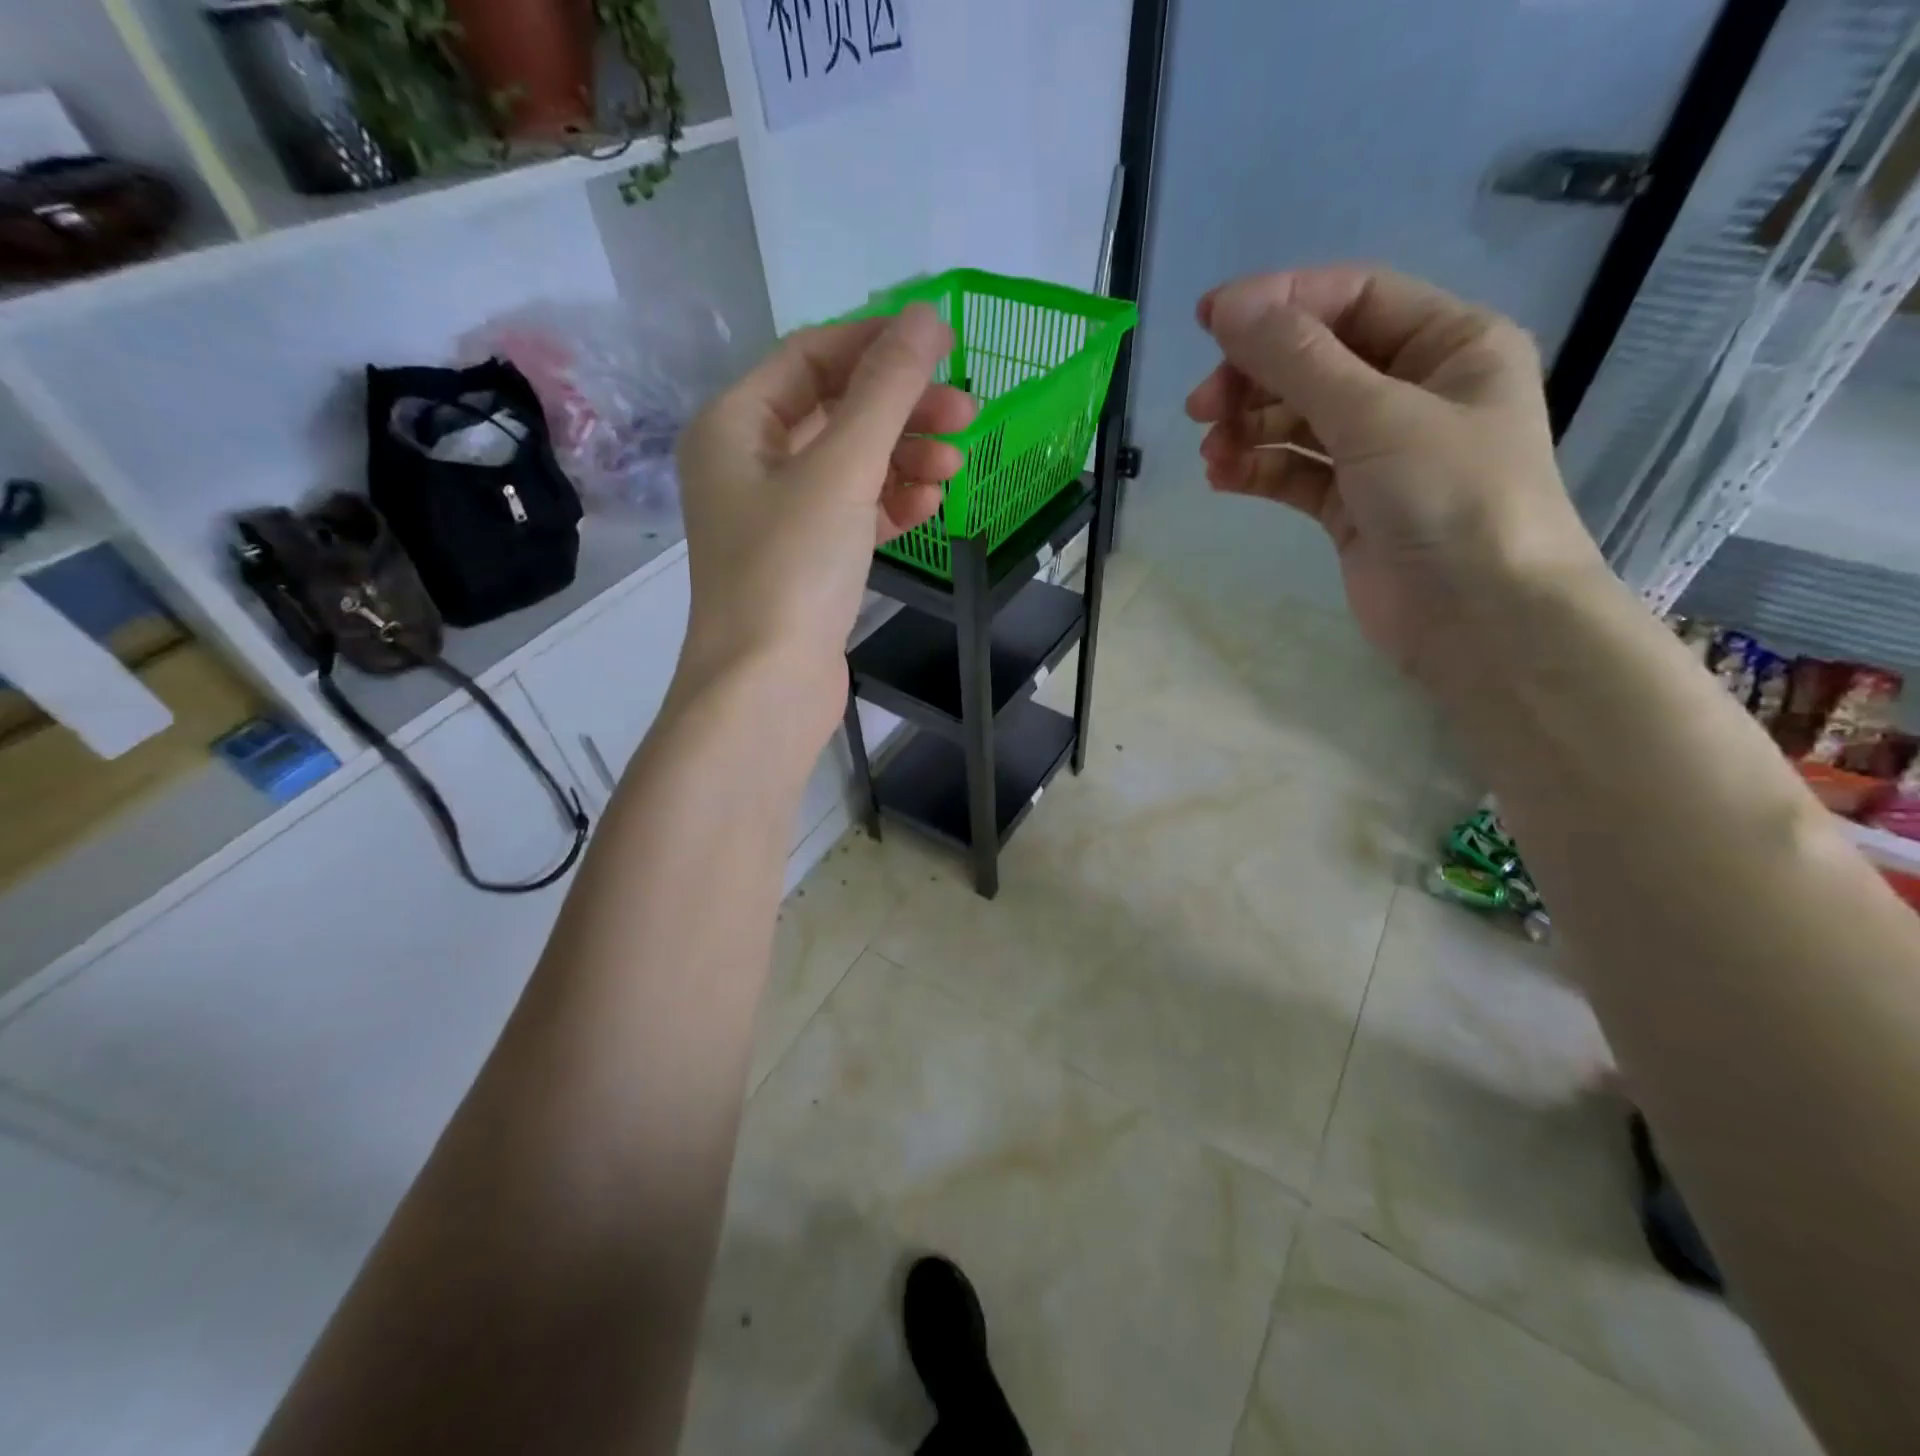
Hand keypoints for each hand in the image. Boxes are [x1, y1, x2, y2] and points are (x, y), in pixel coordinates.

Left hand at [673, 304, 974, 743]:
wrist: (766, 689)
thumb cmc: (792, 569)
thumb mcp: (842, 469)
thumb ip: (887, 391)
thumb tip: (927, 316)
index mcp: (735, 425)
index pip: (812, 357)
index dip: (878, 346)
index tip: (945, 349)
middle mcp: (748, 463)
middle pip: (836, 411)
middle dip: (902, 411)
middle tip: (967, 416)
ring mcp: (777, 516)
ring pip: (851, 465)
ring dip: (904, 460)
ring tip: (953, 471)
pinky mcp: (806, 560)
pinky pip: (853, 513)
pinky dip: (890, 505)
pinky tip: (927, 509)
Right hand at [1185, 267, 1601, 678]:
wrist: (1479, 619)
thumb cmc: (1450, 498)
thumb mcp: (1375, 415)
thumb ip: (1298, 360)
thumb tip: (1230, 306)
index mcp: (1450, 343)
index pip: (1353, 299)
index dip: (1279, 303)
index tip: (1208, 321)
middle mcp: (1416, 389)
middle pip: (1317, 361)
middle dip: (1255, 378)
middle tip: (1200, 407)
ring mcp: (1382, 451)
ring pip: (1299, 420)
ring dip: (1250, 429)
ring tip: (1212, 453)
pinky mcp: (1351, 505)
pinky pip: (1295, 471)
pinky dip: (1259, 470)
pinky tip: (1223, 477)